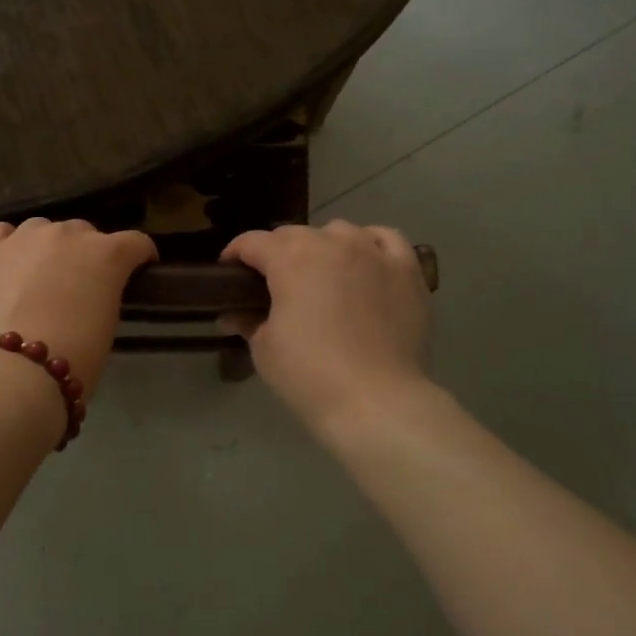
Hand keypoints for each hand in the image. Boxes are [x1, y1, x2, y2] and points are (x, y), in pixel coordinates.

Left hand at [0, 219, 157, 397]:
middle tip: (78, 285)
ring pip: (41, 229)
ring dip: (46, 248)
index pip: (135, 243)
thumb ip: (104, 296)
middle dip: (86, 254)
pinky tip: (4, 263)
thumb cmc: (72, 361)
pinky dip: (5, 244)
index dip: (139, 257)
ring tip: (36, 277)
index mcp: (107, 255)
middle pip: (84, 232)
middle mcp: (67, 234)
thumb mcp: (106, 328)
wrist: (9, 374)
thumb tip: (91, 294)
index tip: (138, 270)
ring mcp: (23, 237)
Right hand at [221, 221, 433, 434]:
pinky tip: (364, 262)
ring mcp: (373, 252)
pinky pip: (386, 239)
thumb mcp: (264, 349)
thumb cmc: (310, 375)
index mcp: (290, 257)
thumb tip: (232, 315)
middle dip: (276, 252)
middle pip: (294, 234)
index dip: (235, 255)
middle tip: (271, 284)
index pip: (252, 242)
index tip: (228, 273)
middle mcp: (331, 243)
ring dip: (321, 246)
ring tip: (320, 274)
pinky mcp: (407, 270)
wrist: (378, 403)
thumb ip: (248, 321)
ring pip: (339, 232)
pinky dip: (369, 244)